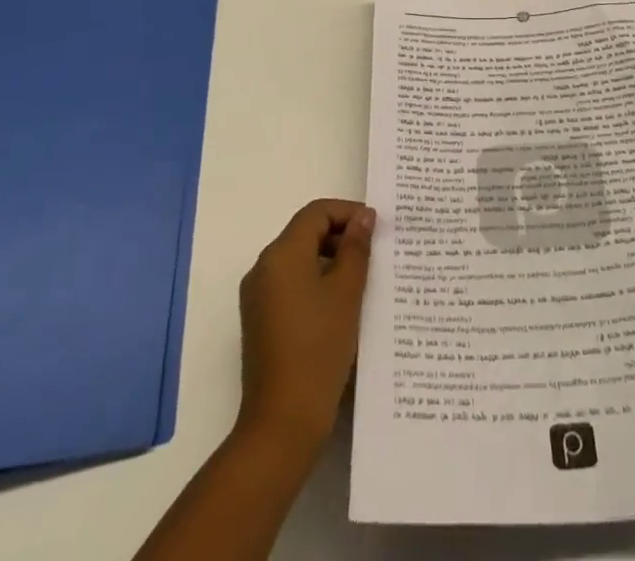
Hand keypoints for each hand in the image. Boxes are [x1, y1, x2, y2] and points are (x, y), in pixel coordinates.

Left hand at [236, 198, 373, 449]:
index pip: (316, 213)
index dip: (347, 212)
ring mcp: (258, 297)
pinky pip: (291, 284)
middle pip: (305, 233)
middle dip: (340, 236)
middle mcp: (263, 268)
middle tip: (375, 253)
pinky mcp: (261, 321)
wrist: (282, 422)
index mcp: (281, 254)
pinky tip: (341, 305)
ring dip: (330, 260)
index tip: (376, 228)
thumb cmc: (319, 349)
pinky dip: (316, 282)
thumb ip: (356, 248)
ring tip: (363, 279)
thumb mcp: (347, 292)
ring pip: (299, 259)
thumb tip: (364, 217)